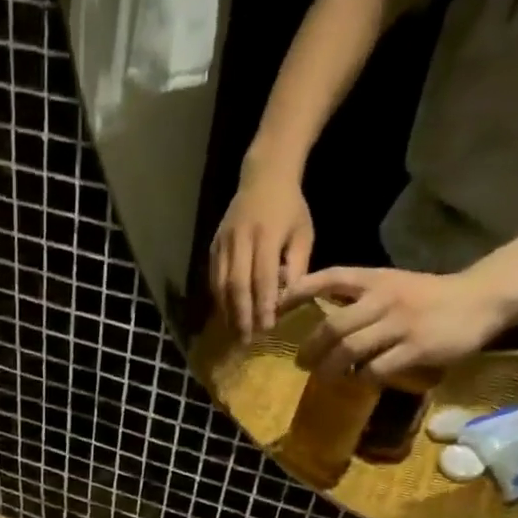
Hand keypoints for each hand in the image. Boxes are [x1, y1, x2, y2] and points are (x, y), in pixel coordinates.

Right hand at [211, 163, 313, 337]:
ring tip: (234, 332)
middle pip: (236, 286)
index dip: (262, 306)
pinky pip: (213, 278)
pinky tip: (226, 314)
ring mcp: (223, 243)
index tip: (266, 328)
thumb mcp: (303, 234)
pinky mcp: (213, 246)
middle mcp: (240, 240)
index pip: (262, 278)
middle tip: (246, 340)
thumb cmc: (290, 208)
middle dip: (241, 315)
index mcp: (266, 236)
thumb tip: (288, 302)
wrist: (264, 177)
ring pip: (220, 285)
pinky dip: (219, 299)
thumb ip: (297, 267)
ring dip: (227, 312)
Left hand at [286, 266, 514, 381]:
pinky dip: (362, 377)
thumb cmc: (429, 296)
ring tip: (323, 376)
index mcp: (376, 280)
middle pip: (333, 326)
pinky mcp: (416, 348)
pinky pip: (376, 368)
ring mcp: (401, 324)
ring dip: (330, 368)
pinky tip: (360, 380)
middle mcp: (384, 299)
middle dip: (311, 348)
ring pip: (350, 350)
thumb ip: (359, 298)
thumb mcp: (392, 285)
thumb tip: (320, 322)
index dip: (300, 291)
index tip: (276, 308)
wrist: (481, 299)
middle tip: (300, 362)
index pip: (330, 278)